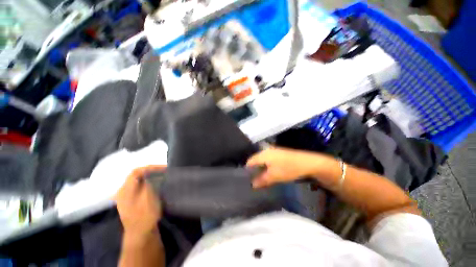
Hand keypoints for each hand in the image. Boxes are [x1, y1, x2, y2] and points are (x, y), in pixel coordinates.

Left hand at [115, 165, 164, 236]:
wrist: (142, 235)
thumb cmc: (145, 215)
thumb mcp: (148, 196)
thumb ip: (149, 182)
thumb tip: (153, 172)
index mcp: (125, 190)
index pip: (135, 171)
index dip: (150, 167)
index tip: (164, 168)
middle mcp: (123, 192)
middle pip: (136, 176)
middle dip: (151, 172)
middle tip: (164, 172)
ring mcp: (127, 199)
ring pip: (139, 182)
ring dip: (151, 178)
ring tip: (162, 177)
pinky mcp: (133, 204)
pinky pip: (141, 188)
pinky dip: (149, 184)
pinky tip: (157, 187)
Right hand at [247, 147, 325, 187]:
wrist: (306, 163)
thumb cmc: (288, 169)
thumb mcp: (274, 176)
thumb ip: (262, 180)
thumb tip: (252, 184)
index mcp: (263, 154)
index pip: (250, 161)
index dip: (247, 170)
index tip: (246, 179)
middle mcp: (266, 150)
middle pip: (255, 160)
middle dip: (253, 169)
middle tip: (252, 179)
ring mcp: (273, 151)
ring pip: (262, 160)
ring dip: (260, 168)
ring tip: (260, 177)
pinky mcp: (278, 153)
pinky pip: (268, 159)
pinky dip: (266, 166)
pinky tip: (268, 172)